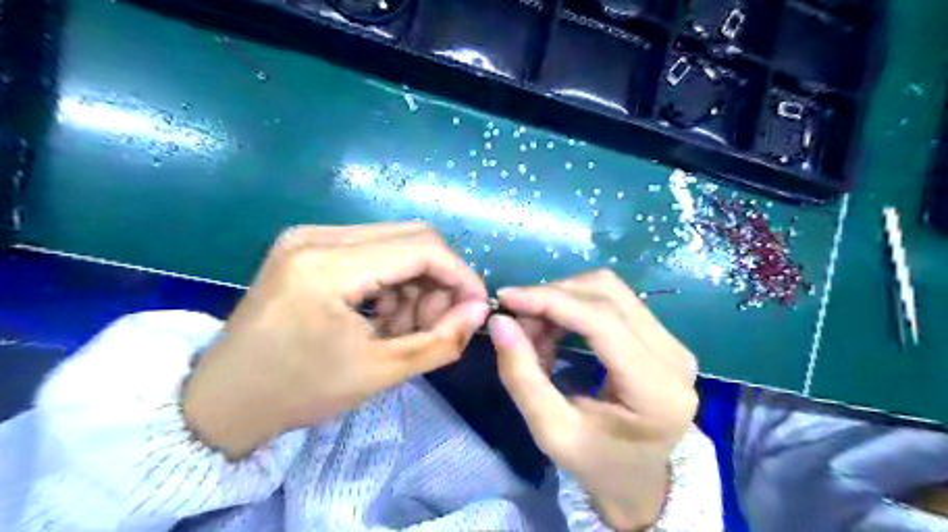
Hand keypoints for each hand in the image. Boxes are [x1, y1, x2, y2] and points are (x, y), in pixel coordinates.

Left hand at [180, 222, 487, 458]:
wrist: (224, 400)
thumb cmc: (300, 391)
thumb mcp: (381, 372)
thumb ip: (441, 340)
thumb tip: (479, 310)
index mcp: (328, 267)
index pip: (421, 248)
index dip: (460, 274)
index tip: (476, 306)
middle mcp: (317, 236)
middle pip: (411, 237)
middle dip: (439, 278)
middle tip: (441, 321)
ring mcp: (308, 236)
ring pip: (394, 242)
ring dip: (415, 281)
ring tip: (409, 326)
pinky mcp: (307, 246)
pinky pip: (371, 251)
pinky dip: (392, 280)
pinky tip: (385, 315)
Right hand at [490, 273, 694, 528]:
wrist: (640, 480)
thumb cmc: (596, 463)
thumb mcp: (551, 431)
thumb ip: (521, 376)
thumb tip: (499, 321)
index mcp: (656, 390)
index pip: (601, 320)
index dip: (550, 300)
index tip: (506, 298)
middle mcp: (674, 356)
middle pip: (607, 294)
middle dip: (553, 297)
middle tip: (518, 321)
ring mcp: (673, 342)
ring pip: (610, 289)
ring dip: (564, 298)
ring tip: (536, 329)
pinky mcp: (663, 336)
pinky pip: (614, 300)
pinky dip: (576, 305)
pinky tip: (557, 328)